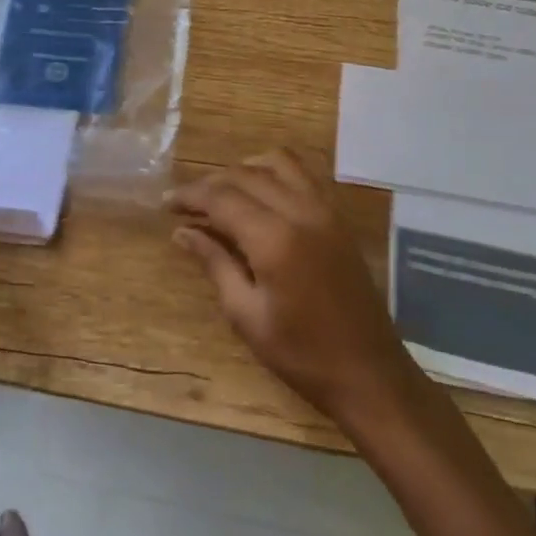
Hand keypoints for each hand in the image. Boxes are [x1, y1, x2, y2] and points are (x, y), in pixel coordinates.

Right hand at [168, 150, 422, 429]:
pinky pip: (303, 175)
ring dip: (244, 170)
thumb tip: (182, 232)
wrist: (369, 372)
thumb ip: (215, 263)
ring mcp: (325, 210)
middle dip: (211, 183)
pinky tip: (259, 196)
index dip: (190, 196)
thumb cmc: (301, 354)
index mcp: (275, 239)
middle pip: (246, 175)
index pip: (222, 198)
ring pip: (278, 163)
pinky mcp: (338, 217)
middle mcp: (301, 211)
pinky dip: (274, 173)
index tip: (166, 204)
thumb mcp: (246, 315)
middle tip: (186, 204)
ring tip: (222, 194)